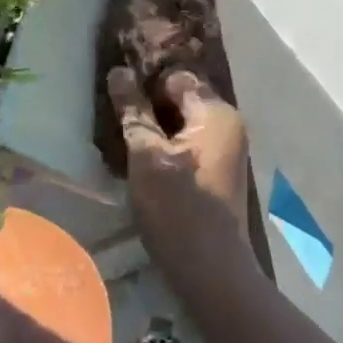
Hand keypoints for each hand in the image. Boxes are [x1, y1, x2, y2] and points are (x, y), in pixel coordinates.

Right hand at [108, 66, 251, 280]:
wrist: (211, 270)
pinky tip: (142, 160)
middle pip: (181, 98)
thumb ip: (134, 112)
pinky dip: (167, 145)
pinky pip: (188, 143)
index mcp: (216, 113)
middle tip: (114, 116)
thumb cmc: (177, 209)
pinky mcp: (217, 170)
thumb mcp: (147, 157)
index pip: (175, 77)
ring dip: (155, 127)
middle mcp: (228, 123)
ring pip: (182, 122)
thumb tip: (118, 71)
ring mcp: (225, 148)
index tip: (115, 95)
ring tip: (123, 138)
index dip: (145, 82)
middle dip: (148, 105)